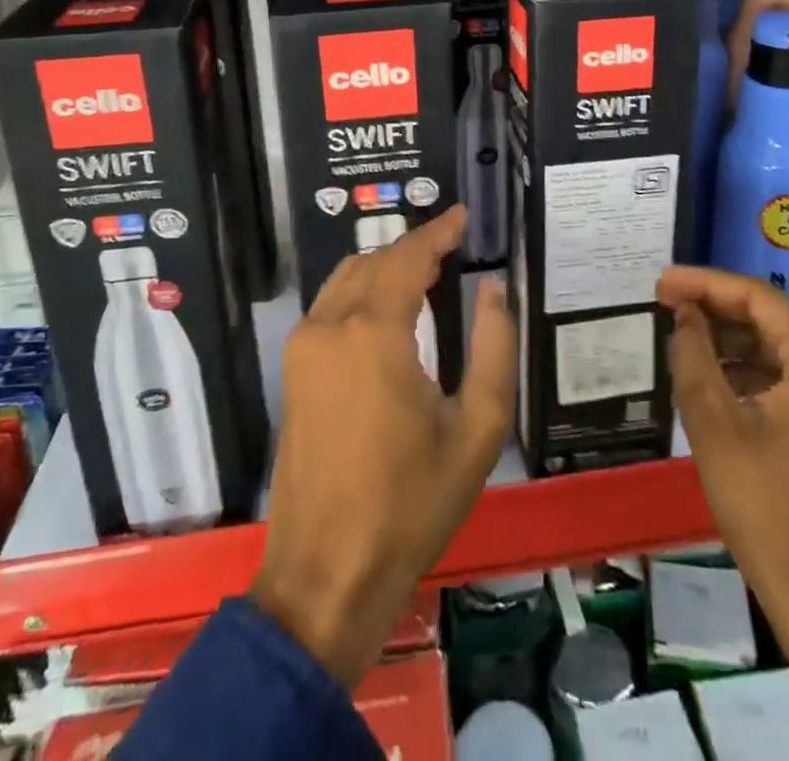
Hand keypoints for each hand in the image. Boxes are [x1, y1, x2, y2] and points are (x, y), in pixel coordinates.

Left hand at [249, 207, 515, 687]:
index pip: (408, 256)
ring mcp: (304, 346)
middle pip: (375, 260)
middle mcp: (331, 324)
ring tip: (425, 267)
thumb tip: (495, 288)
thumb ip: (492, 347)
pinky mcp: (293, 370)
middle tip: (452, 244)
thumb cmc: (410, 503)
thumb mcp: (475, 429)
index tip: (463, 215)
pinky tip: (387, 304)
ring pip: (347, 277)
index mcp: (375, 331)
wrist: (326, 574)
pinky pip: (330, 305)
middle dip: (414, 246)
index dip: (438, 230)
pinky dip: (361, 288)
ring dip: (385, 263)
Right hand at [659, 266, 788, 711]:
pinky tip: (712, 373)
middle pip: (772, 319)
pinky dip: (750, 369)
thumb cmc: (762, 502)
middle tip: (666, 302)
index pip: (760, 299)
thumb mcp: (712, 420)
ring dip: (731, 338)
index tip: (661, 283)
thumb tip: (684, 313)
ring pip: (779, 347)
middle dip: (716, 308)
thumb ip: (693, 353)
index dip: (706, 284)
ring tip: (682, 334)